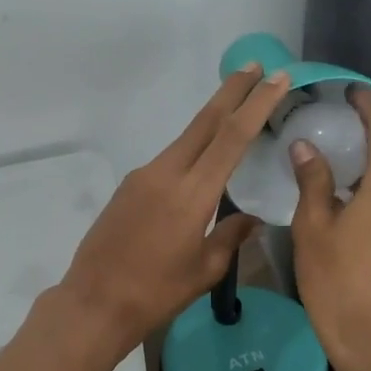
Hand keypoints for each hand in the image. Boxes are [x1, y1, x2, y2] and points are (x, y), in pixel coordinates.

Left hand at [57, 63, 293, 352]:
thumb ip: (231, 236)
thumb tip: (251, 218)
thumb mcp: (204, 270)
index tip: (276, 78)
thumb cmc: (156, 293)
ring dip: (212, 120)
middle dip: (232, 91)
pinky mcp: (129, 186)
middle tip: (257, 67)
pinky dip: (192, 149)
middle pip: (205, 122)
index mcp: (192, 194)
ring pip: (185, 139)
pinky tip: (202, 162)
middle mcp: (166, 173)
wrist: (94, 302)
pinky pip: (169, 160)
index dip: (256, 104)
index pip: (231, 137)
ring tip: (237, 109)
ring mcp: (143, 176)